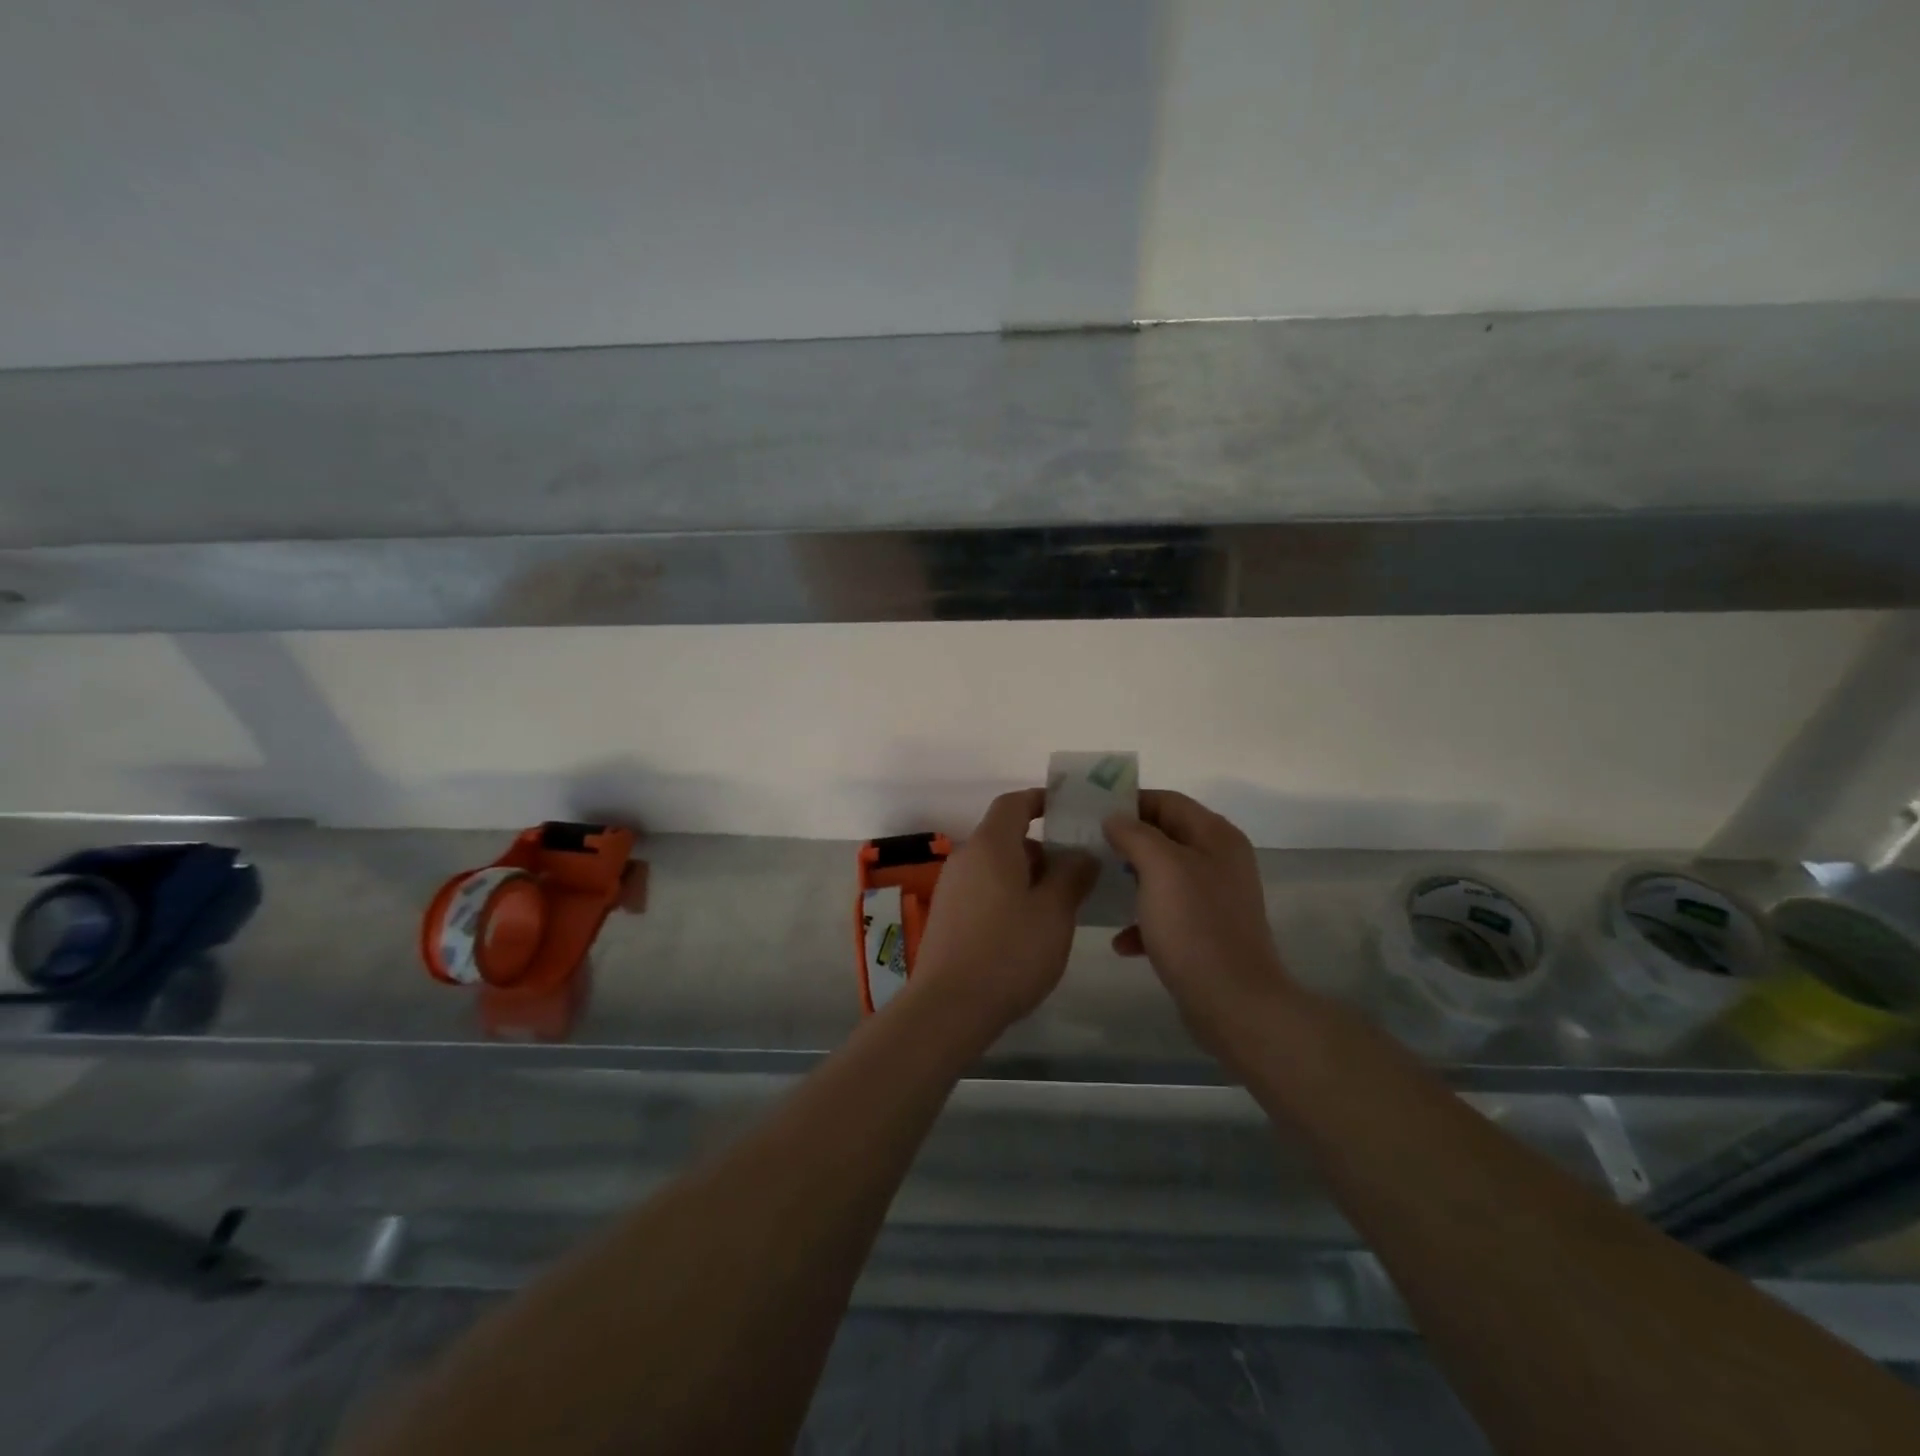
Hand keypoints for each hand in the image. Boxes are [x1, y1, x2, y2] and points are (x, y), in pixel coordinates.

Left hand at [910, 789, 1097, 1030]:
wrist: (950, 1006)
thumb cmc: (1009, 951)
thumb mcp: (1054, 912)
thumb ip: (1072, 875)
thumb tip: (1081, 854)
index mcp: (990, 846)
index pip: (1013, 804)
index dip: (1040, 800)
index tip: (1068, 810)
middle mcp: (966, 858)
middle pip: (1005, 836)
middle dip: (1042, 848)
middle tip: (1078, 870)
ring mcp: (952, 888)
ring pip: (996, 866)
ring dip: (1027, 875)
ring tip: (1060, 904)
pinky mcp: (948, 916)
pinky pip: (984, 889)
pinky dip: (1009, 895)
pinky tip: (1030, 928)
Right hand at [1103, 791, 1297, 1065]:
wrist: (1232, 1002)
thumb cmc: (1194, 926)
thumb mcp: (1160, 868)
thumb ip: (1135, 834)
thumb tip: (1115, 818)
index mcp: (1216, 837)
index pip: (1168, 801)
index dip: (1129, 801)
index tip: (1091, 812)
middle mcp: (1220, 861)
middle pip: (1165, 836)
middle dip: (1126, 841)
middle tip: (1087, 847)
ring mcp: (1215, 898)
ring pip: (1163, 876)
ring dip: (1130, 881)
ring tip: (1097, 886)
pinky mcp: (1206, 932)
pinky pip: (1167, 914)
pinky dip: (1143, 921)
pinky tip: (1121, 941)